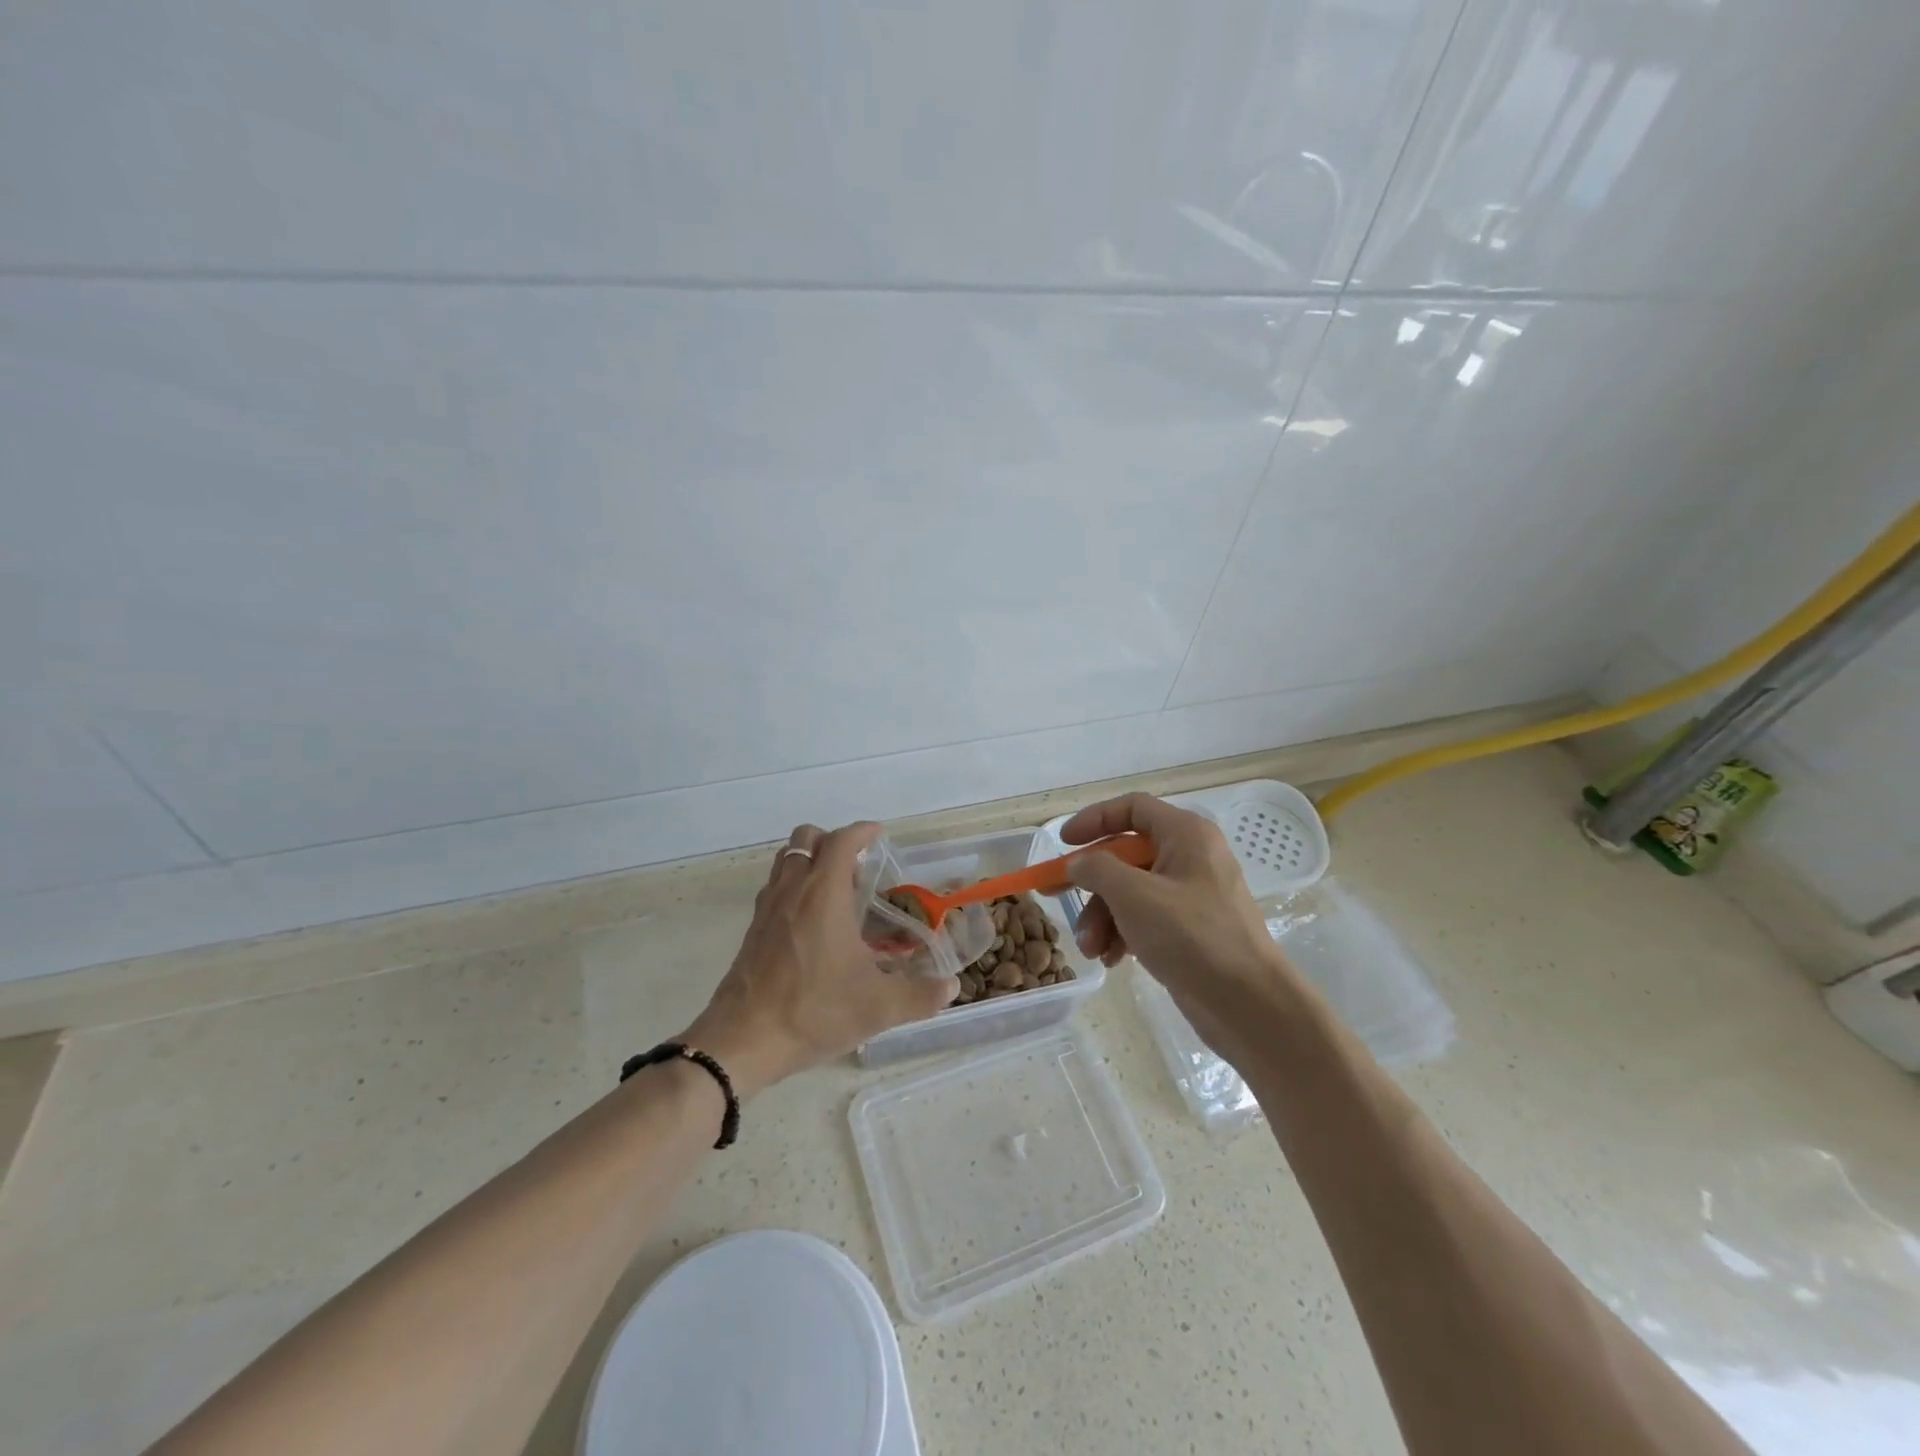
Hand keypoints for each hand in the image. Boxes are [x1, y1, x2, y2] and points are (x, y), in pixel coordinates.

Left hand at [682, 822, 956, 1097]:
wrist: (742, 1041)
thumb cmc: (813, 1011)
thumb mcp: (877, 1008)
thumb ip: (919, 996)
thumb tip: (951, 987)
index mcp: (823, 895)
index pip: (841, 841)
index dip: (862, 831)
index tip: (879, 835)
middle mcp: (792, 890)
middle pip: (806, 838)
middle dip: (833, 841)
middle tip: (858, 867)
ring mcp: (767, 909)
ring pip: (785, 861)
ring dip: (809, 861)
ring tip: (836, 891)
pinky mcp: (753, 931)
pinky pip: (774, 888)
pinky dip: (794, 887)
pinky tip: (812, 924)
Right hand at [1062, 793, 1299, 1057]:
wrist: (1249, 1004)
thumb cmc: (1191, 936)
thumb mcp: (1133, 895)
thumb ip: (1097, 869)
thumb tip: (1078, 863)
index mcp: (1185, 834)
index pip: (1132, 808)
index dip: (1094, 820)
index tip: (1063, 843)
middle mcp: (1190, 857)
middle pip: (1126, 856)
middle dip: (1091, 884)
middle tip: (1054, 895)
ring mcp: (1192, 895)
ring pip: (1131, 892)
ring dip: (1103, 918)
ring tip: (1092, 949)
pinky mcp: (1191, 930)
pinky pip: (1146, 919)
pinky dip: (1124, 934)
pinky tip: (1112, 960)